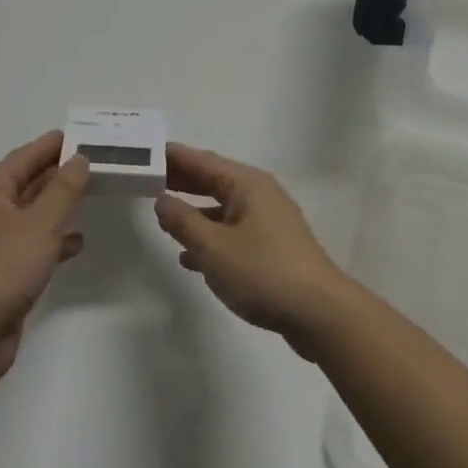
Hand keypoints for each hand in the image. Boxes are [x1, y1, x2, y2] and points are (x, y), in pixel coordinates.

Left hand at [0, 131, 89, 386]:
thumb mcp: (40, 224)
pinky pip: (33, 244)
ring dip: (58, 205)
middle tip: (92, 162)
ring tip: (90, 194)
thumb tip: (79, 159)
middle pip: (26, 183)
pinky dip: (54, 239)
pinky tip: (77, 241)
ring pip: (31, 214)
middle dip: (58, 173)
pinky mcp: (3, 271)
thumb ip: (63, 189)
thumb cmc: (3, 269)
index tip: (79, 135)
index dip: (50, 145)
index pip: (22, 157)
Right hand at [153, 143, 351, 351]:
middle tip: (148, 180)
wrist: (320, 314)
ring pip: (223, 208)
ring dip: (195, 212)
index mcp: (247, 184)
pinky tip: (191, 258)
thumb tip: (163, 200)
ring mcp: (269, 222)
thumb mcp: (213, 248)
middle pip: (214, 180)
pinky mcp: (273, 248)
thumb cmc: (263, 272)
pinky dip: (211, 237)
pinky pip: (233, 232)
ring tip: (164, 217)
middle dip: (182, 181)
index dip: (174, 157)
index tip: (146, 153)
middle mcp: (259, 195)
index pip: (202, 161)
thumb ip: (183, 221)